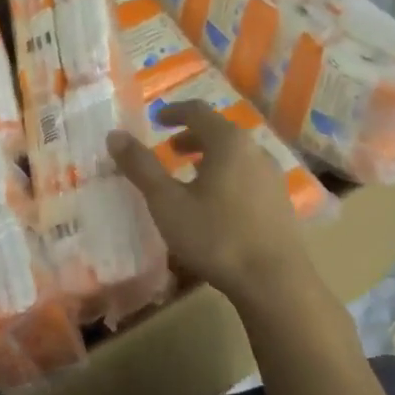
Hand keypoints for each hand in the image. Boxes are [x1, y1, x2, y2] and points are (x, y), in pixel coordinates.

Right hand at [107, 101, 315, 303]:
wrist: (275, 283)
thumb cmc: (215, 236)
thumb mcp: (167, 202)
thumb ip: (141, 166)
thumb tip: (115, 135)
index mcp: (228, 143)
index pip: (198, 111)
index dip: (174, 112)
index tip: (156, 119)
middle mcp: (255, 152)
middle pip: (220, 132)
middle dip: (191, 137)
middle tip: (168, 149)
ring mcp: (272, 177)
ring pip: (235, 156)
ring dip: (209, 158)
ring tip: (189, 177)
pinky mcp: (280, 203)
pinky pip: (247, 176)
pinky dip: (226, 176)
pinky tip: (215, 204)